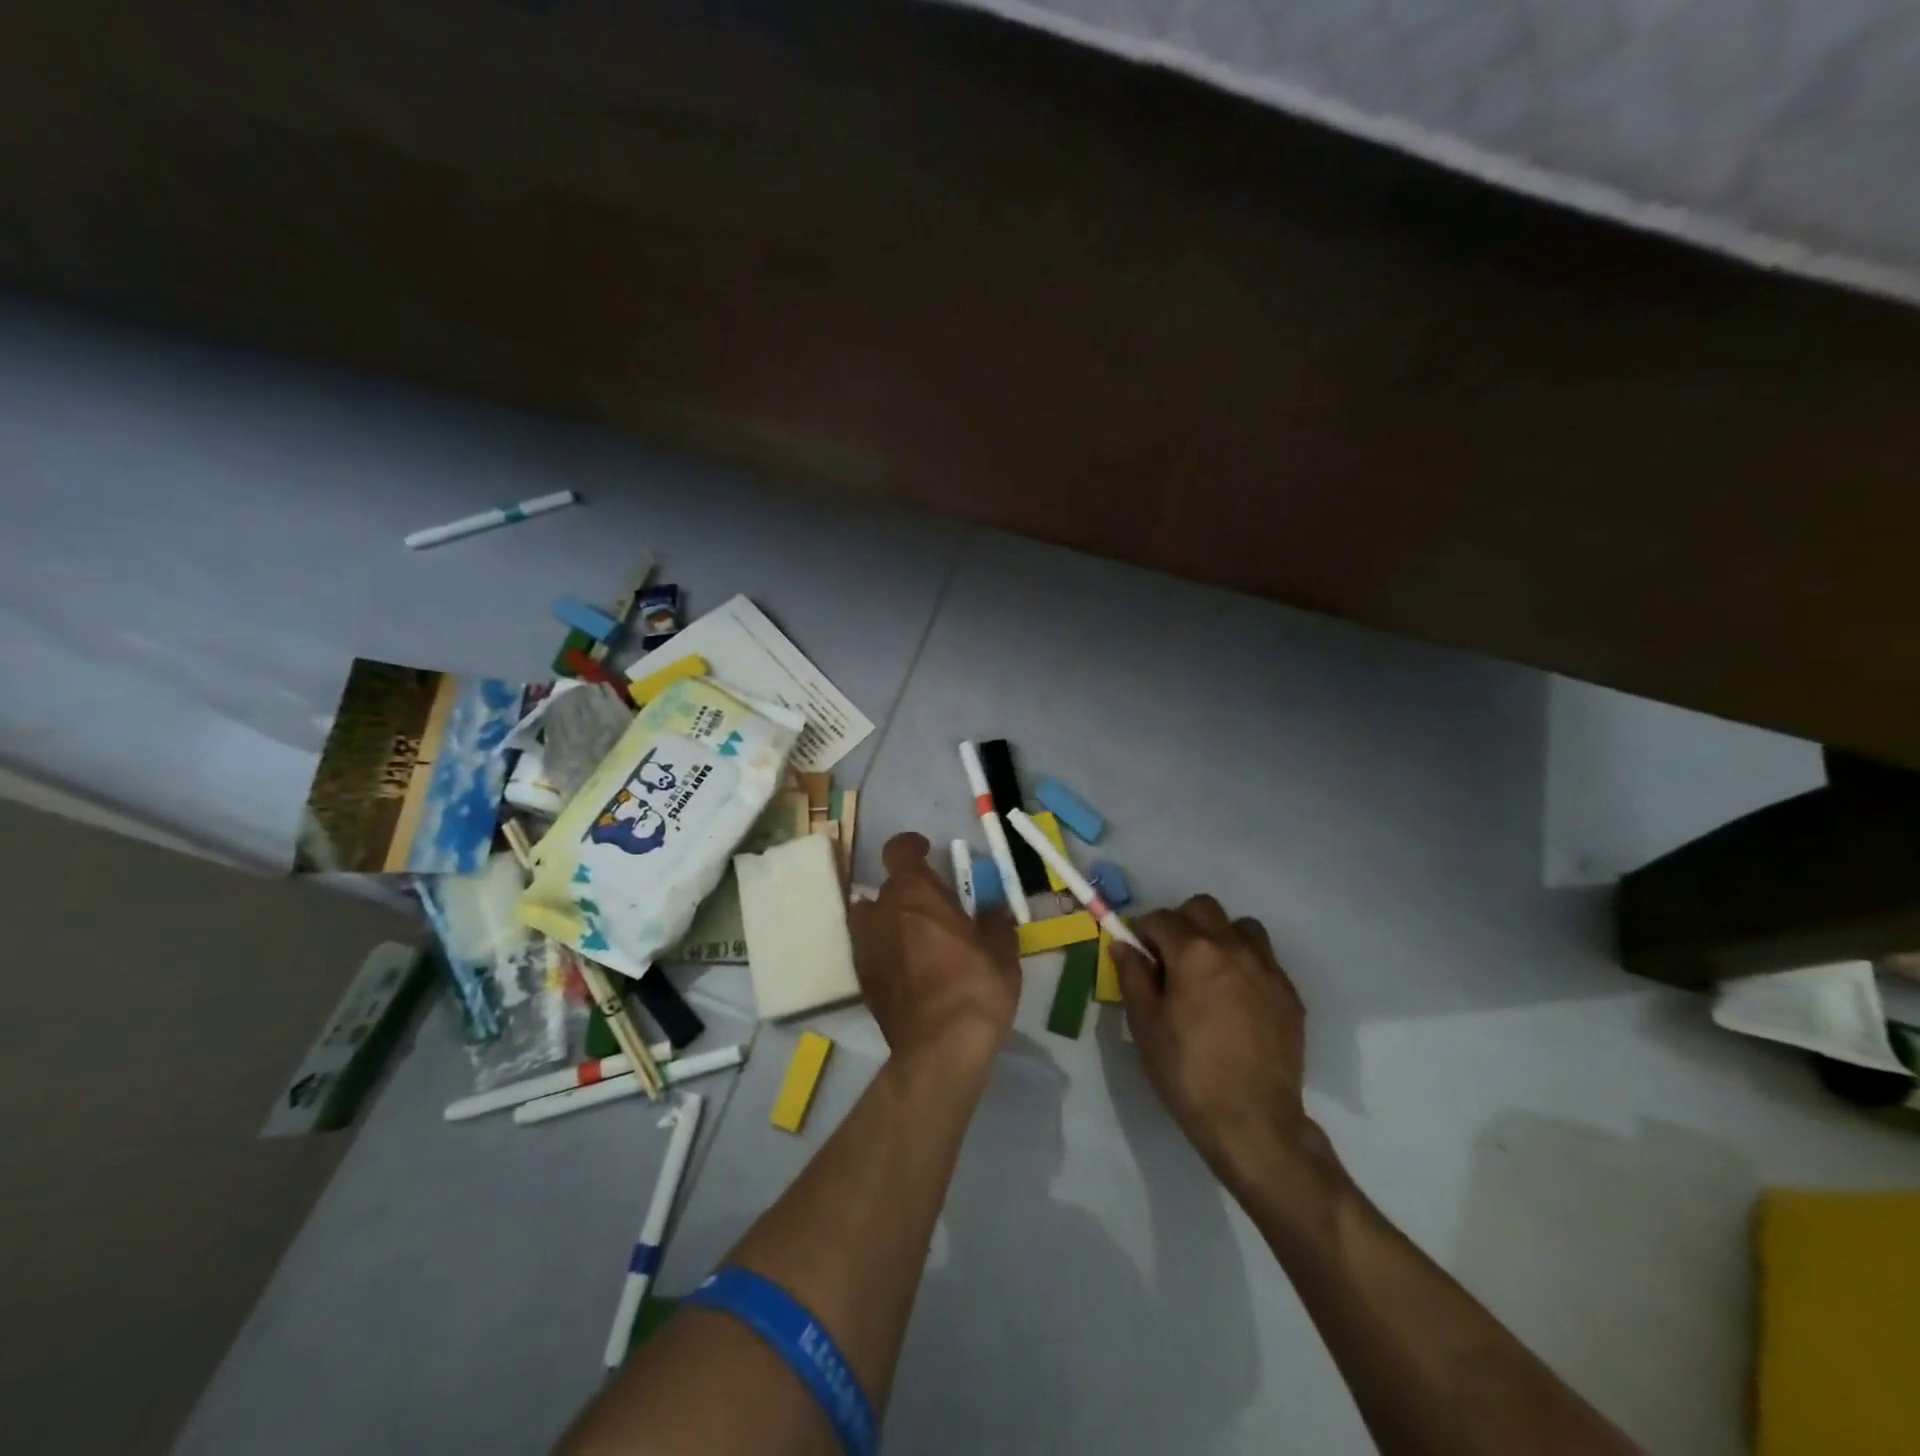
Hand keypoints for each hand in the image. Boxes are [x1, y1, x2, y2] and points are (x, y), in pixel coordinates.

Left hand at [848, 833, 1020, 1067]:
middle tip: (935, 908)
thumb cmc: (975, 987)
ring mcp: (866, 947)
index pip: (898, 851)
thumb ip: (995, 923)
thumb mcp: (1001, 951)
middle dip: (908, 892)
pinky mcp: (862, 980)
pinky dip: (885, 950)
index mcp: (914, 894)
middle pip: (887, 887)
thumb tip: (993, 912)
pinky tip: (908, 968)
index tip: (926, 851)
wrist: (940, 1049)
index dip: (911, 846)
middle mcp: (882, 912)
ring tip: (915, 936)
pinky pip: (870, 949)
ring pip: (870, 918)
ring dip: (889, 919)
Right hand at [1112, 896, 1323, 1196]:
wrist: (1252, 1121)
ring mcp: (1267, 969)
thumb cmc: (1187, 1071)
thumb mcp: (1145, 1024)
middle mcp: (1233, 947)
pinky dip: (1245, 964)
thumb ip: (1133, 975)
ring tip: (1208, 971)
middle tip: (1170, 957)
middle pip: (1203, 908)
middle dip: (1181, 922)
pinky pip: (1264, 959)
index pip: (1161, 918)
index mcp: (1193, 952)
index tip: (1136, 950)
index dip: (1142, 930)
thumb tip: (1124, 944)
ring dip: (1220, 936)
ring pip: (1241, 927)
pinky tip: (1235, 999)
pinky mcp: (1289, 993)